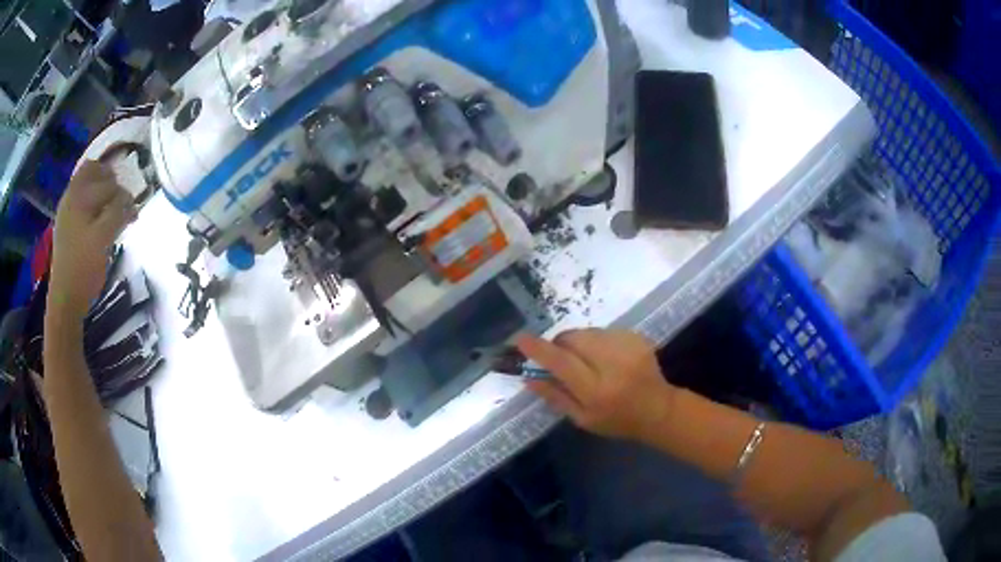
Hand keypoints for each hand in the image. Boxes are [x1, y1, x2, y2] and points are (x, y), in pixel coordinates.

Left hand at [49, 160, 134, 319]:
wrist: (65, 299)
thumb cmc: (84, 268)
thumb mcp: (104, 238)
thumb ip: (118, 213)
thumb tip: (130, 201)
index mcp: (79, 196)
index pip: (105, 177)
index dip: (120, 189)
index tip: (130, 208)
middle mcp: (71, 196)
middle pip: (94, 172)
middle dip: (110, 184)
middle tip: (122, 205)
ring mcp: (67, 211)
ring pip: (87, 185)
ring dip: (102, 193)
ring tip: (112, 212)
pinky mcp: (66, 225)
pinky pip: (81, 201)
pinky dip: (93, 204)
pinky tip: (99, 222)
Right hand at [516, 329, 677, 442]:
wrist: (658, 409)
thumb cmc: (617, 420)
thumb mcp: (582, 419)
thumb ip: (555, 397)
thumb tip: (528, 377)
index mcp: (596, 391)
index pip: (561, 363)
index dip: (538, 349)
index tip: (520, 338)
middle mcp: (612, 365)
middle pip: (574, 339)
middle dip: (560, 343)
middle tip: (561, 356)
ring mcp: (627, 348)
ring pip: (588, 332)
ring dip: (579, 342)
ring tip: (588, 360)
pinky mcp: (637, 338)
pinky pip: (605, 331)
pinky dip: (598, 341)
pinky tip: (606, 357)